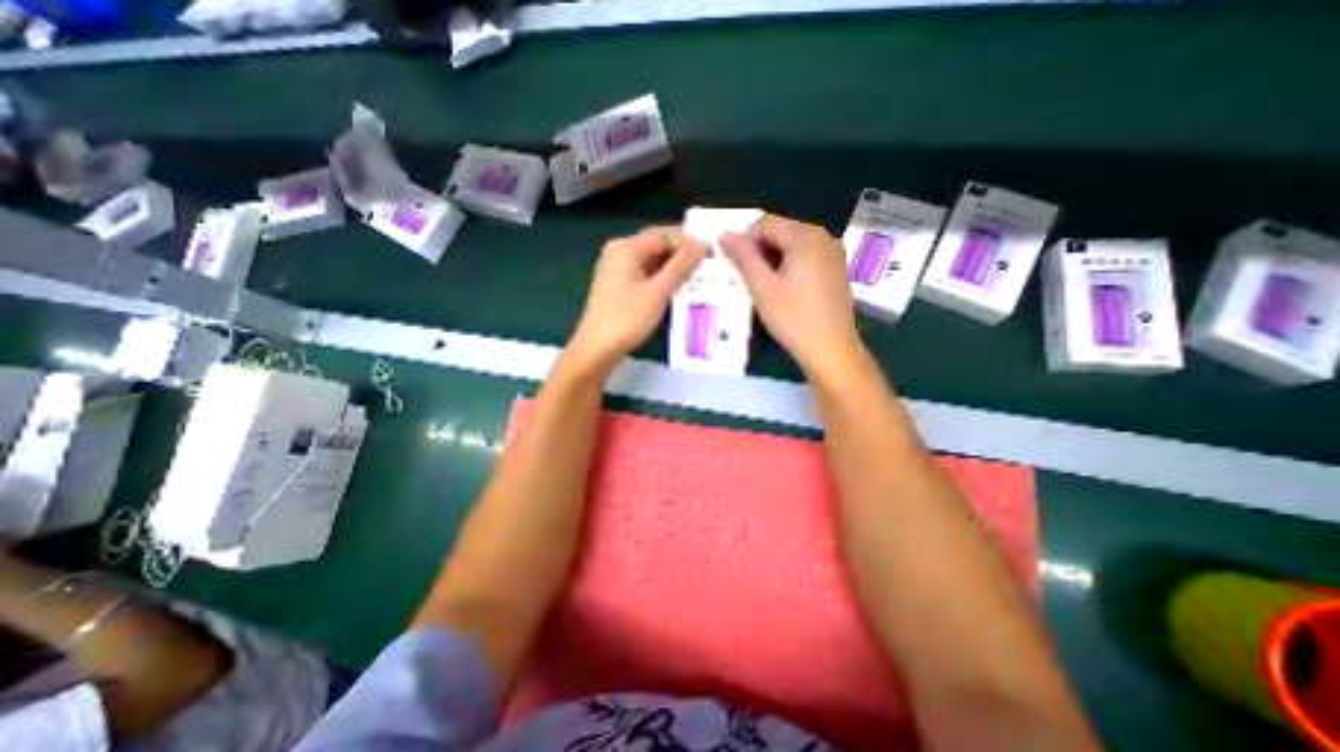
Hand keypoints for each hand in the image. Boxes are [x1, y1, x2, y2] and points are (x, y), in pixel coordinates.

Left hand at [567, 225, 711, 372]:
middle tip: (707, 262)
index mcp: (627, 247)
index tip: (711, 253)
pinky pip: (644, 271)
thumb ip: (680, 266)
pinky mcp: (617, 283)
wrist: (597, 348)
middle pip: (656, 243)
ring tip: (697, 274)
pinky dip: (661, 275)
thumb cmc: (627, 319)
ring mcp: (616, 267)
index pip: (664, 235)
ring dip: (672, 265)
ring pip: (651, 258)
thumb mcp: (658, 292)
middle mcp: (619, 251)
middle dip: (681, 252)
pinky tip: (677, 285)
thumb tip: (702, 245)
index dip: (688, 242)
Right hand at [728, 215, 864, 377]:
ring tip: (763, 287)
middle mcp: (823, 237)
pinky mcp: (836, 270)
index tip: (736, 268)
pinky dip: (789, 267)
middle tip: (748, 280)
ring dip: (772, 260)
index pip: (765, 224)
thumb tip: (725, 235)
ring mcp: (833, 254)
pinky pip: (805, 258)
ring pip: (792, 246)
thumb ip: (744, 258)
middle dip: (759, 251)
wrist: (832, 350)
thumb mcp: (763, 287)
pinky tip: (783, 291)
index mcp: (805, 237)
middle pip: (781, 232)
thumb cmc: (794, 319)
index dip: (745, 241)